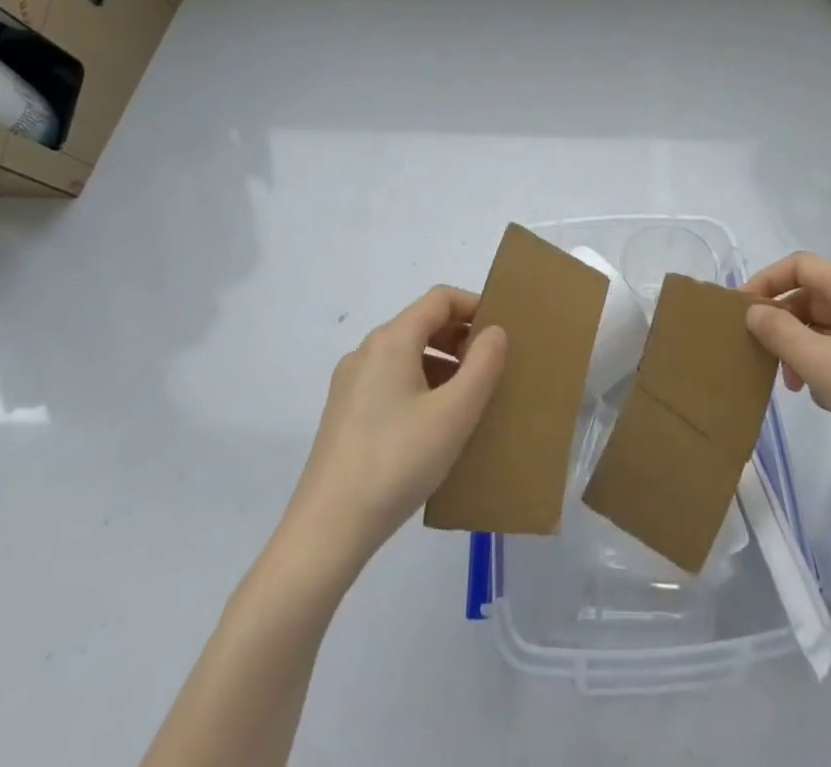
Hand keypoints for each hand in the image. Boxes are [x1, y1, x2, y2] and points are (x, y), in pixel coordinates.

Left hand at [285, 287, 507, 563]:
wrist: (327, 531)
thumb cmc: (397, 462)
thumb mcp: (454, 414)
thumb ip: (483, 365)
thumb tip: (495, 332)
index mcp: (391, 341)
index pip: (439, 299)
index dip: (474, 305)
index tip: (503, 330)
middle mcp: (366, 351)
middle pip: (421, 324)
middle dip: (460, 337)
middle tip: (493, 366)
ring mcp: (350, 383)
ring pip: (406, 354)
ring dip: (442, 364)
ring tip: (470, 399)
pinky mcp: (344, 413)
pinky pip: (391, 381)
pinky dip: (421, 385)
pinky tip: (436, 425)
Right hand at [743, 253, 830, 509]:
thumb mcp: (820, 362)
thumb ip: (779, 332)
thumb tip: (754, 311)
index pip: (798, 265)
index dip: (766, 281)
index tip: (741, 312)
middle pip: (812, 297)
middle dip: (784, 324)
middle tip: (767, 359)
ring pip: (828, 327)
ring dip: (804, 350)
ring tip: (799, 388)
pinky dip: (828, 366)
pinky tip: (829, 400)